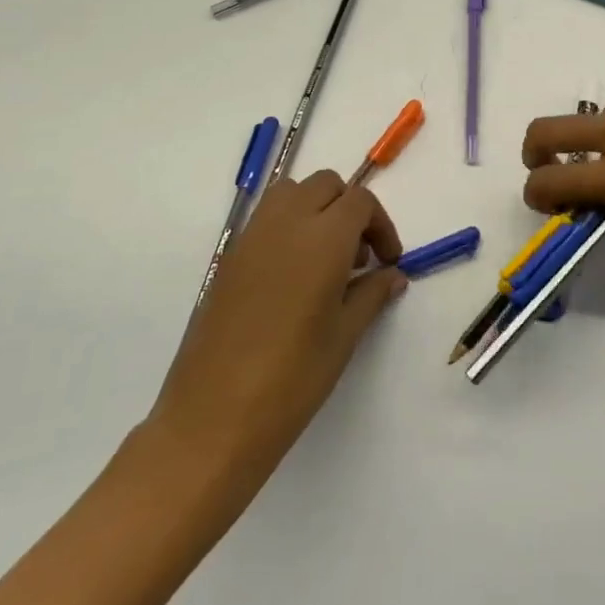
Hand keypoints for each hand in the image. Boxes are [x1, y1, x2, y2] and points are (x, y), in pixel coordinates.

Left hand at [144, 171, 405, 486]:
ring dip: (316, 209)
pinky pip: (266, 219)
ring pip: (291, 193)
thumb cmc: (292, 379)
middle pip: (326, 185)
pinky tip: (294, 276)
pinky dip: (288, 226)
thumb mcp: (344, 336)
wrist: (212, 419)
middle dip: (350, 209)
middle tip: (359, 257)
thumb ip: (372, 294)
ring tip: (326, 259)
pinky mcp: (229, 258)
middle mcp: (286, 224)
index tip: (387, 261)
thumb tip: (393, 274)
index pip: (360, 201)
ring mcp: (251, 237)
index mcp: (323, 238)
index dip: (381, 225)